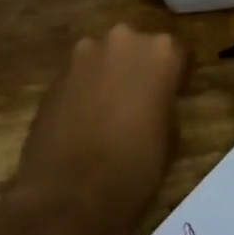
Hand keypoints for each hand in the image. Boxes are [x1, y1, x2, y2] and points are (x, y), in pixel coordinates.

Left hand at [7, 24, 187, 234]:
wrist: (68, 194)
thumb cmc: (133, 168)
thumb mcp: (170, 137)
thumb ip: (165, 103)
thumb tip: (156, 100)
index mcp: (159, 52)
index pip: (177, 51)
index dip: (176, 74)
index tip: (175, 93)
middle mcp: (122, 40)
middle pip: (137, 47)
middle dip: (140, 68)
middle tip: (142, 101)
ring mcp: (84, 53)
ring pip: (105, 57)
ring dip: (110, 75)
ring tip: (110, 111)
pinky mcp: (56, 74)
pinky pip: (80, 74)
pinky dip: (86, 89)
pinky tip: (85, 119)